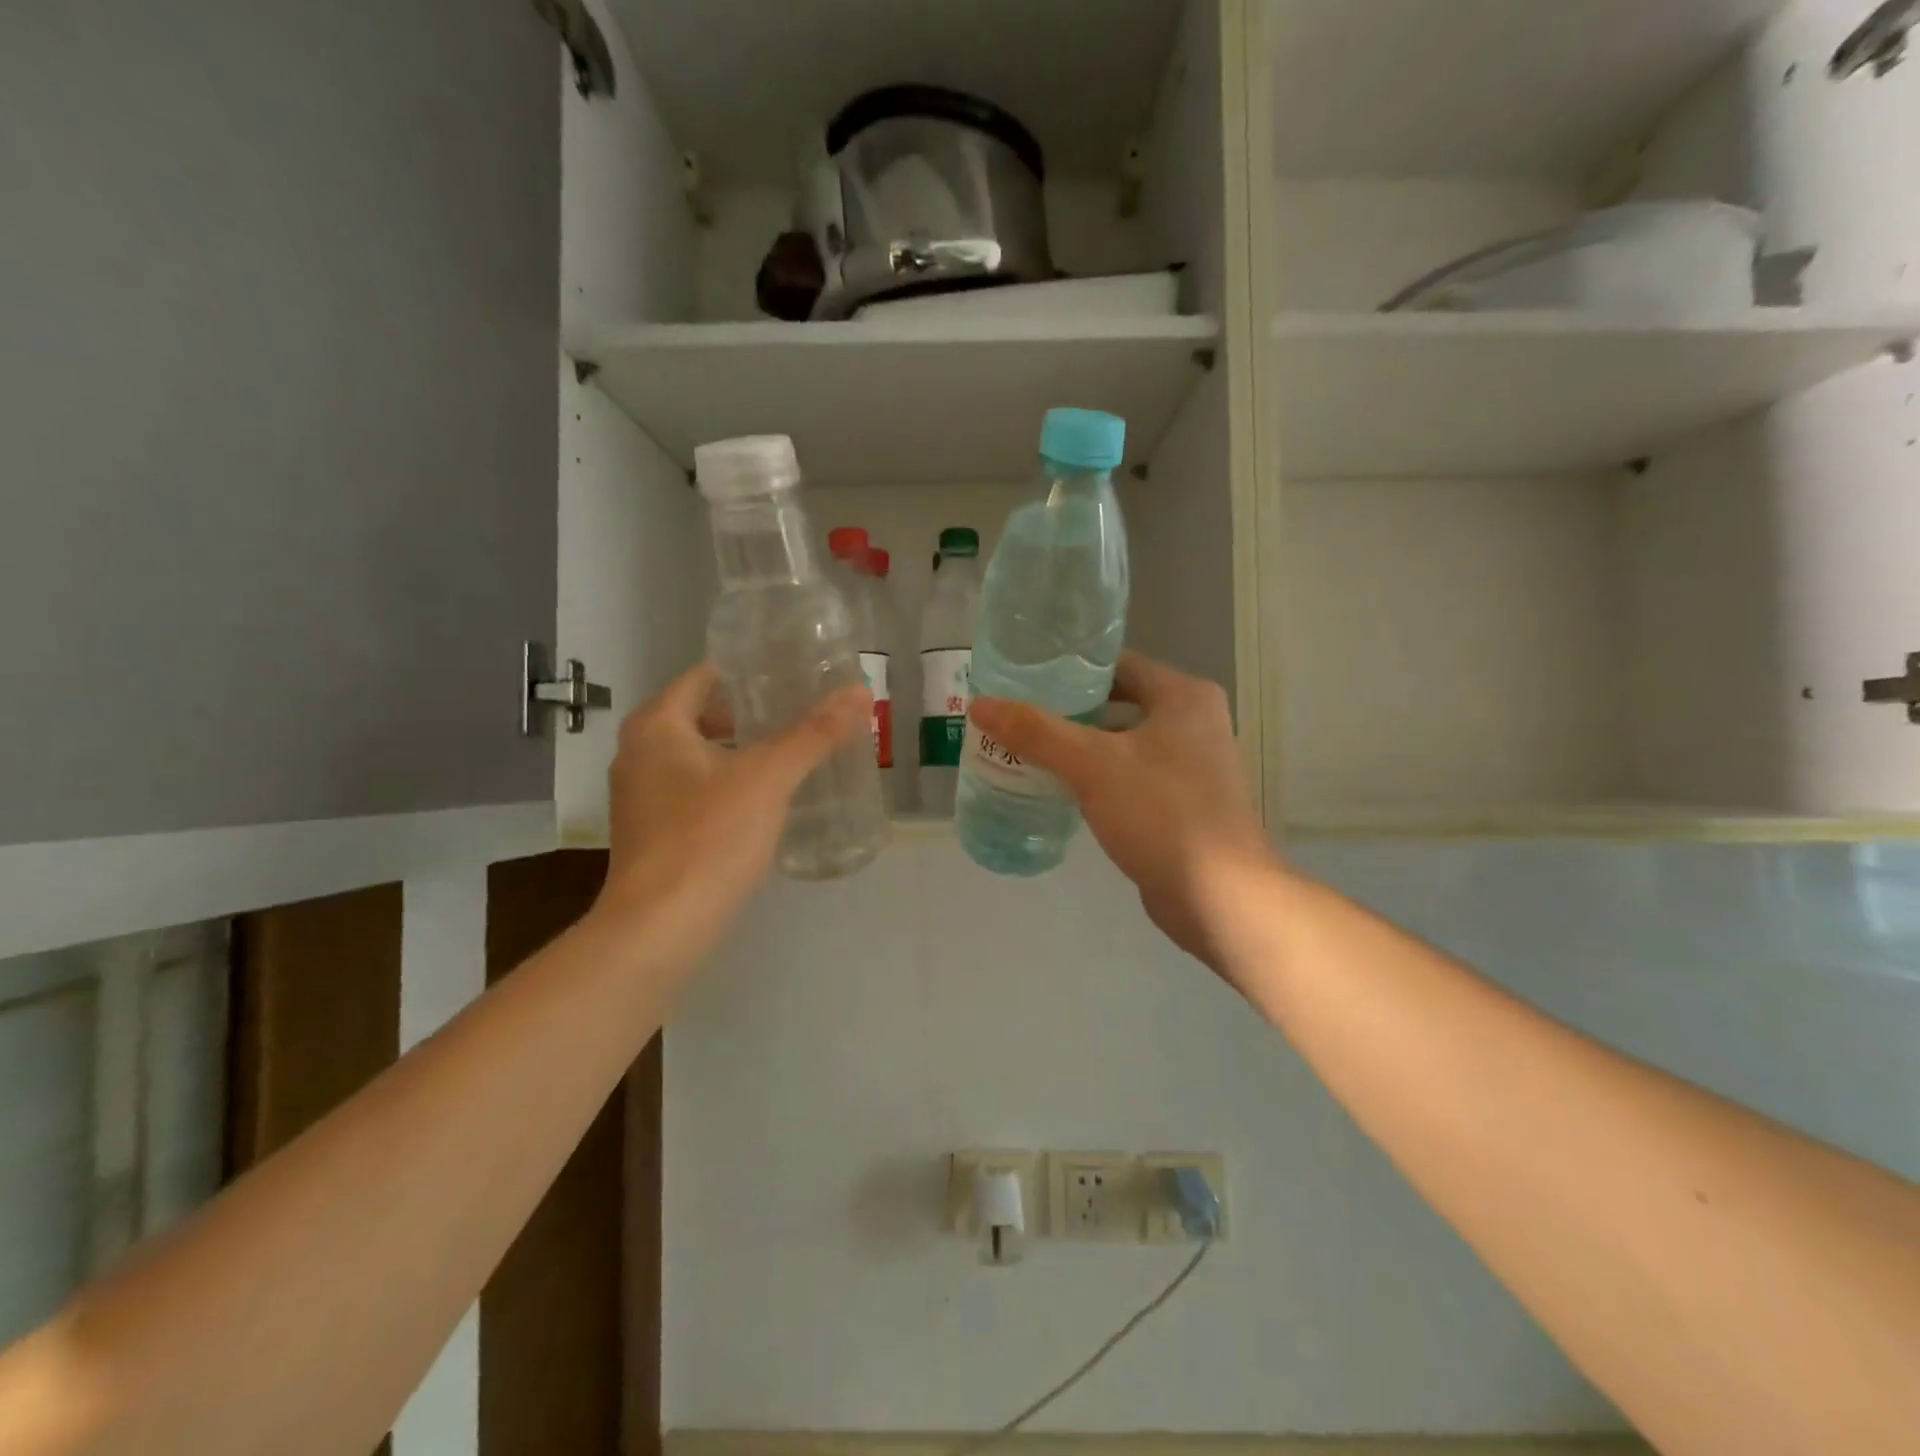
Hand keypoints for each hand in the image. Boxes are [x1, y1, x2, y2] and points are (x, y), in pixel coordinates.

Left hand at [594, 663, 868, 952]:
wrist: (659, 929)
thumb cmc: (709, 838)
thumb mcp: (769, 778)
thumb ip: (815, 734)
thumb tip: (860, 692)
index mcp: (656, 726)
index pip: (704, 676)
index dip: (748, 671)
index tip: (792, 673)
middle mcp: (638, 753)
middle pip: (701, 715)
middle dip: (749, 713)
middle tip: (800, 712)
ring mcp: (641, 797)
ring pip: (698, 756)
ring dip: (740, 751)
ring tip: (791, 753)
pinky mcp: (652, 833)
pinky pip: (695, 790)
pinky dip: (728, 784)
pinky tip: (766, 801)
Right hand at [970, 652, 1274, 970]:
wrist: (1221, 897)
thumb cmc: (1161, 813)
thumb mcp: (1091, 765)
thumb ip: (1035, 732)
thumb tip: (980, 704)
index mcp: (1183, 696)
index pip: (1117, 665)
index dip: (1069, 669)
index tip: (1024, 679)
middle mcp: (1194, 722)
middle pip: (1118, 703)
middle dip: (1068, 712)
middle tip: (1018, 717)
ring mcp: (1193, 765)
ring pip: (1123, 743)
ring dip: (1081, 747)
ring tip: (1028, 750)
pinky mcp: (1184, 803)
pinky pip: (1131, 776)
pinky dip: (1099, 778)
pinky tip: (1061, 790)